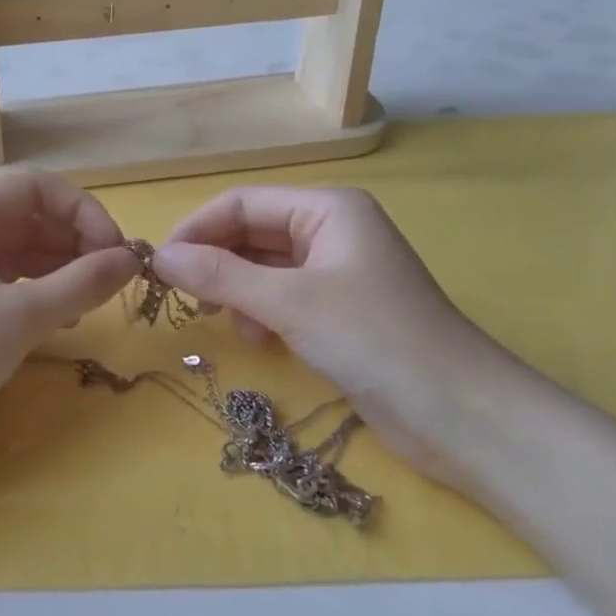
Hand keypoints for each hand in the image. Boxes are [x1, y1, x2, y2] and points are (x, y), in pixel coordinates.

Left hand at [0, 174, 135, 451]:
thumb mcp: (21, 317)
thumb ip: (82, 282)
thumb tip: (131, 259)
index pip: (38, 190)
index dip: (85, 213)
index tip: (118, 252)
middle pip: (30, 219)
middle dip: (77, 244)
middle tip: (115, 282)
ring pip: (21, 253)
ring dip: (62, 271)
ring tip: (94, 303)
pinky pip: (6, 282)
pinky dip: (38, 294)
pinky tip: (63, 319)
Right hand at [151, 187, 493, 469]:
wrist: (456, 412)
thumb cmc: (374, 339)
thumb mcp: (289, 302)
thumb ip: (220, 276)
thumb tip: (159, 257)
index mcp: (327, 208)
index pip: (242, 203)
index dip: (196, 230)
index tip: (158, 266)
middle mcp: (331, 230)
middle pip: (251, 233)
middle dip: (215, 262)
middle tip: (184, 298)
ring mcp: (336, 272)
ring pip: (263, 267)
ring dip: (236, 291)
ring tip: (224, 321)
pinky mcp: (338, 311)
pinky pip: (281, 297)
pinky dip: (260, 313)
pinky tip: (258, 339)